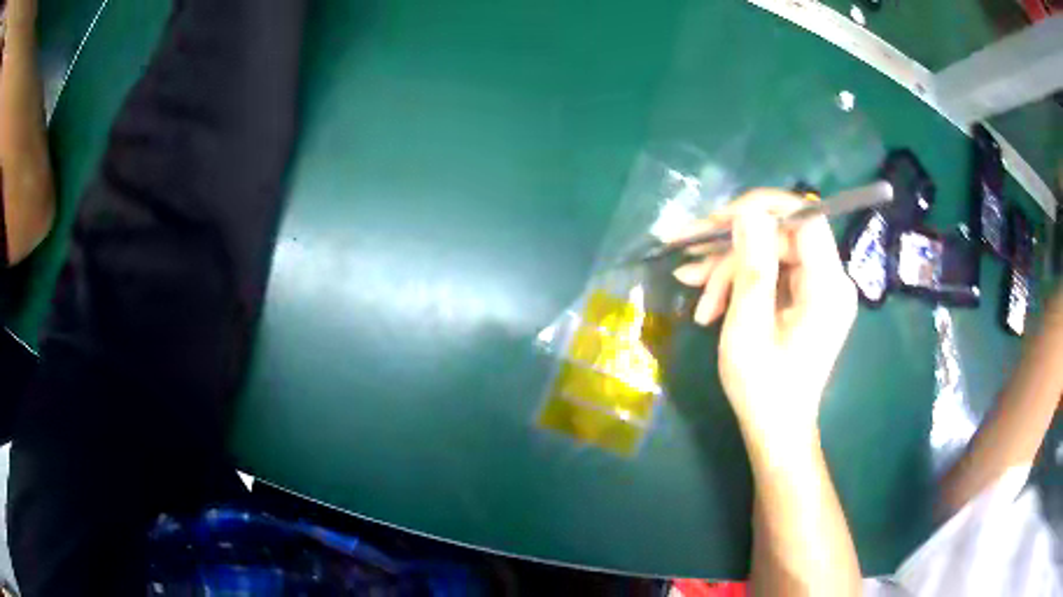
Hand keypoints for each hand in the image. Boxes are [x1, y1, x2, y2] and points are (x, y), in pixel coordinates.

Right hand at [669, 190, 856, 444]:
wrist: (775, 431)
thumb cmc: (763, 388)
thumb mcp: (749, 327)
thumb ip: (752, 265)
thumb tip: (748, 212)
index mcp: (828, 286)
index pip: (805, 218)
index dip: (762, 208)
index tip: (719, 221)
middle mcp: (830, 280)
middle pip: (780, 237)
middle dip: (731, 248)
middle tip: (686, 259)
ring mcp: (818, 290)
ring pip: (770, 254)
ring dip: (728, 269)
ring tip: (689, 285)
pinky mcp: (805, 300)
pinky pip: (771, 274)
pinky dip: (739, 284)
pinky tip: (707, 301)